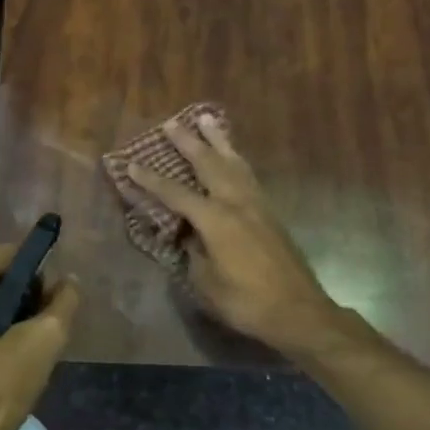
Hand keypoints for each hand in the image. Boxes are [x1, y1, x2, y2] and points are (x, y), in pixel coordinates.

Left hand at [0, 245, 79, 429]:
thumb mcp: (44, 341)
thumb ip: (63, 302)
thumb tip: (68, 282)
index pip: (12, 254)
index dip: (40, 270)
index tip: (58, 297)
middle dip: (27, 295)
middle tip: (48, 327)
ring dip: (13, 316)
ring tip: (32, 347)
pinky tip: (10, 360)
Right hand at [124, 115, 342, 356]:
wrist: (298, 311)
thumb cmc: (247, 302)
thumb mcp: (207, 283)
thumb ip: (193, 253)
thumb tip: (188, 235)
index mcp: (216, 220)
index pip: (175, 193)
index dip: (151, 180)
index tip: (131, 164)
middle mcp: (236, 203)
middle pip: (208, 164)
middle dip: (188, 142)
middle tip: (172, 123)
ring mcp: (256, 205)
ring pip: (233, 162)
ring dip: (218, 140)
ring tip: (207, 119)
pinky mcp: (269, 212)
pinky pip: (247, 175)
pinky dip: (235, 159)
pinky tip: (232, 156)